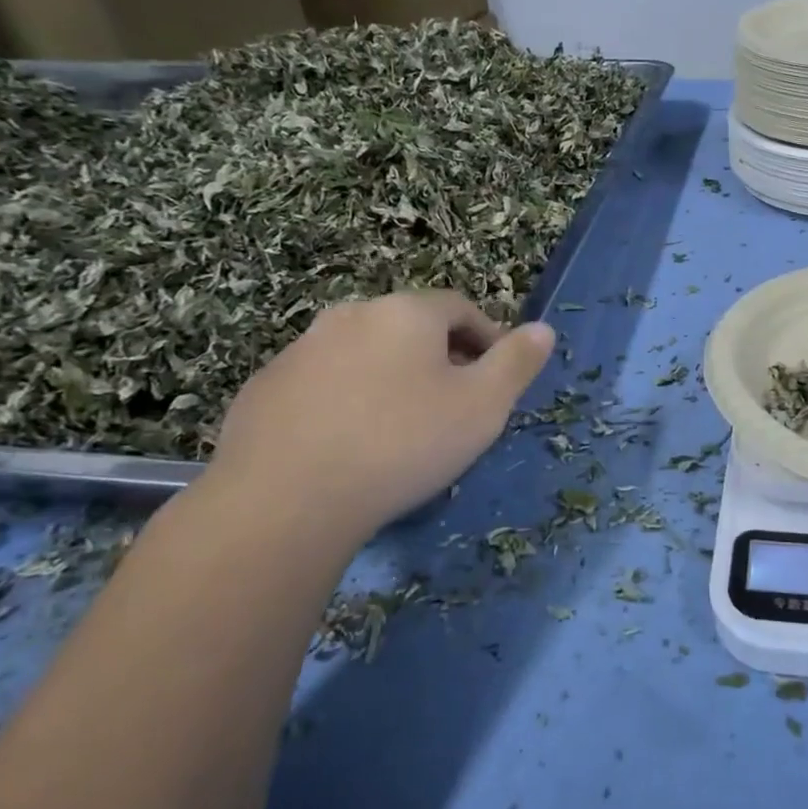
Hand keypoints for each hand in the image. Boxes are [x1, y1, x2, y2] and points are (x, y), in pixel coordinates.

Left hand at [206, 292, 554, 538]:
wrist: (284, 500)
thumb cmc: (402, 443)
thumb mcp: (483, 406)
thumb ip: (517, 362)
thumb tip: (543, 329)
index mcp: (406, 312)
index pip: (460, 308)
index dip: (488, 338)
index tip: (498, 377)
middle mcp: (351, 315)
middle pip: (410, 328)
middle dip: (440, 358)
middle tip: (454, 406)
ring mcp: (300, 350)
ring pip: (364, 354)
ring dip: (390, 378)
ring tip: (400, 429)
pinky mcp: (264, 388)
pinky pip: (322, 384)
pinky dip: (345, 401)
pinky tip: (348, 445)